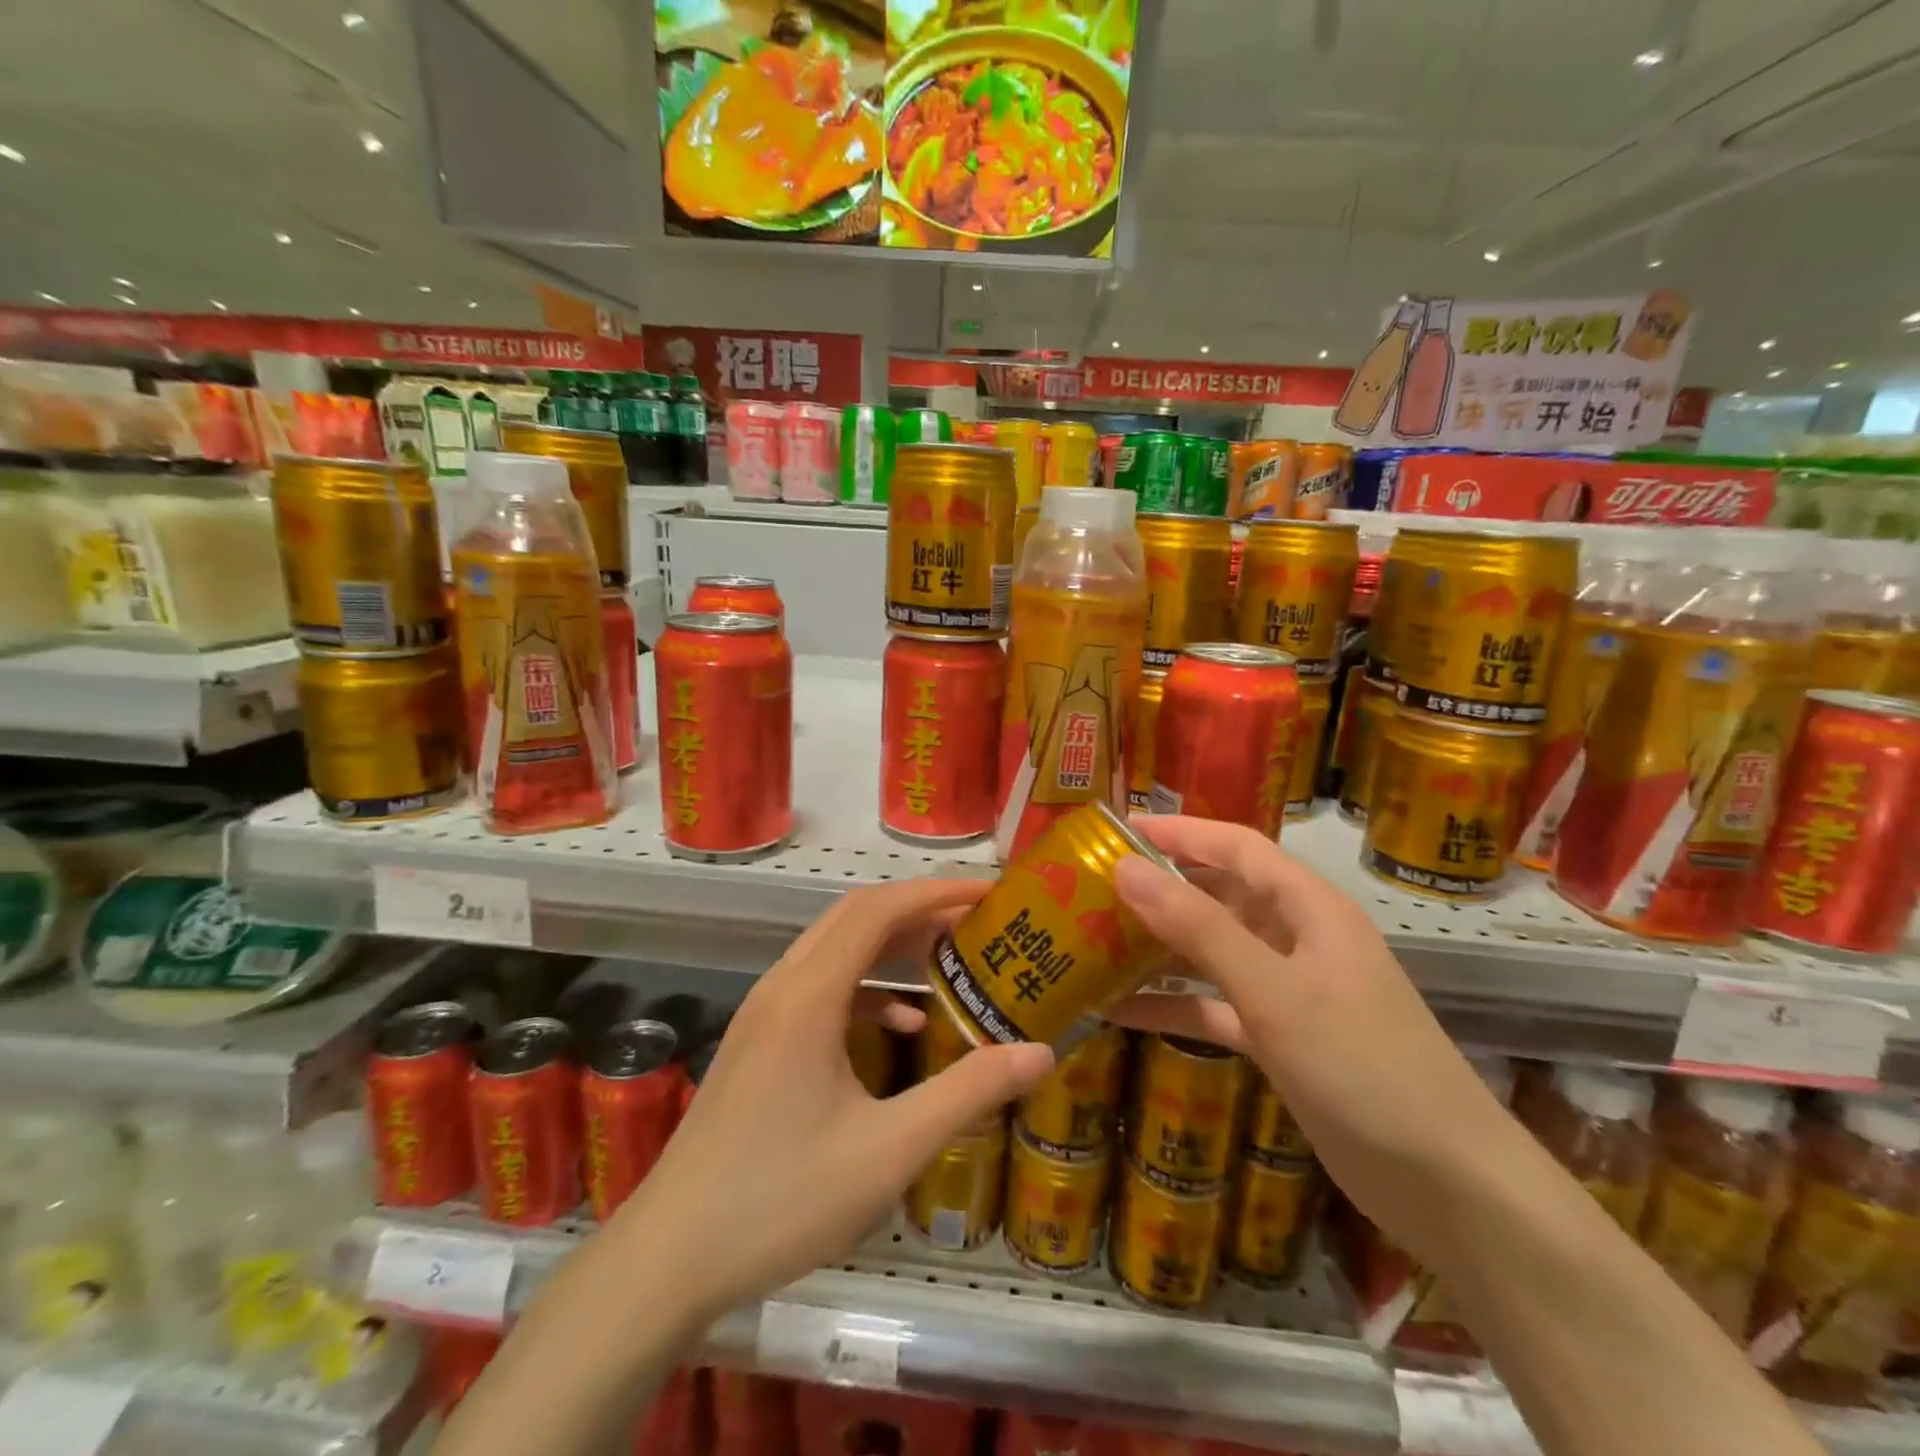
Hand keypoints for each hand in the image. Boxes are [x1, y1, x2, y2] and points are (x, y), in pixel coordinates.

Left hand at [611, 879, 1053, 1322]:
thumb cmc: (781, 1199)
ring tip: (948, 959)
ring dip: (891, 944)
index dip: (936, 891)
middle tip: (977, 921)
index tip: (988, 893)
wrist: (669, 1258)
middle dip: (919, 909)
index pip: (879, 910)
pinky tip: (900, 1025)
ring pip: (835, 948)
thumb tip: (1040, 1052)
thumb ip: (967, 1093)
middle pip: (855, 916)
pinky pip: (819, 987)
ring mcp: (764, 1012)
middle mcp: (783, 986)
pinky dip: (865, 988)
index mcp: (809, 994)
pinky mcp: (758, 1041)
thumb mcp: (889, 1150)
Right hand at [1107, 815, 1519, 1259]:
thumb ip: (1198, 928)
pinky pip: (1212, 1007)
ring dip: (1157, 946)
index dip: (1179, 831)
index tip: (1117, 828)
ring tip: (1091, 939)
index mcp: (1308, 907)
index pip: (1235, 846)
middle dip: (1159, 887)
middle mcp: (1296, 938)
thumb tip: (1126, 868)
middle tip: (1090, 886)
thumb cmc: (1363, 1066)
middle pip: (1218, 895)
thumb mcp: (1274, 990)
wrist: (1447, 1187)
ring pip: (1211, 951)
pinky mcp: (1278, 1040)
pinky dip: (1171, 1005)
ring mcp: (1287, 991)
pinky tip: (1117, 1010)